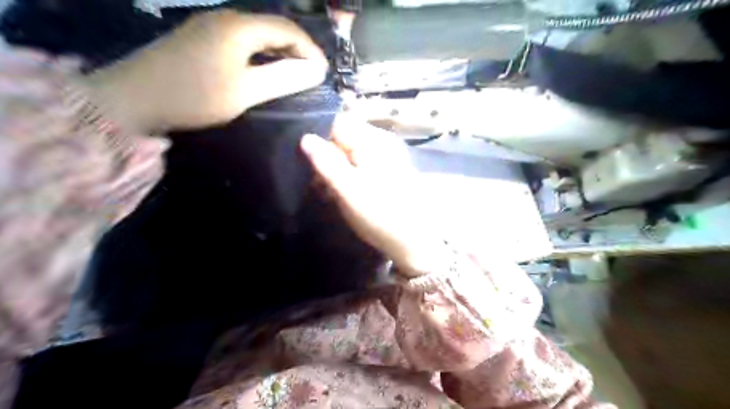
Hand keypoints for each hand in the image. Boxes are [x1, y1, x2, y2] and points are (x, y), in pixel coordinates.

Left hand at [82, 10, 327, 132]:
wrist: (134, 99)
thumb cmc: (195, 96)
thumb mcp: (246, 91)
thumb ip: (283, 78)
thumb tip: (316, 71)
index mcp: (240, 26)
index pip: (288, 29)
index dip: (311, 50)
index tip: (324, 73)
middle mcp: (226, 18)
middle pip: (273, 27)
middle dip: (297, 49)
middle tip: (312, 74)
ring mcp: (210, 26)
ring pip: (258, 34)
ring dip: (280, 51)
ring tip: (295, 73)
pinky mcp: (200, 38)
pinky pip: (242, 40)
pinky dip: (261, 53)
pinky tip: (265, 68)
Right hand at [297, 113, 444, 277]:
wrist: (414, 241)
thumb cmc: (379, 215)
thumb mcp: (347, 189)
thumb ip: (326, 162)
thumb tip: (306, 137)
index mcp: (373, 140)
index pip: (337, 123)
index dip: (319, 139)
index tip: (310, 163)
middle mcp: (382, 142)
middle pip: (345, 137)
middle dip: (328, 157)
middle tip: (319, 183)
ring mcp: (389, 156)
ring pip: (352, 152)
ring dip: (338, 169)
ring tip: (330, 193)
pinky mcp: (391, 171)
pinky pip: (363, 164)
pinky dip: (351, 175)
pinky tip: (347, 194)